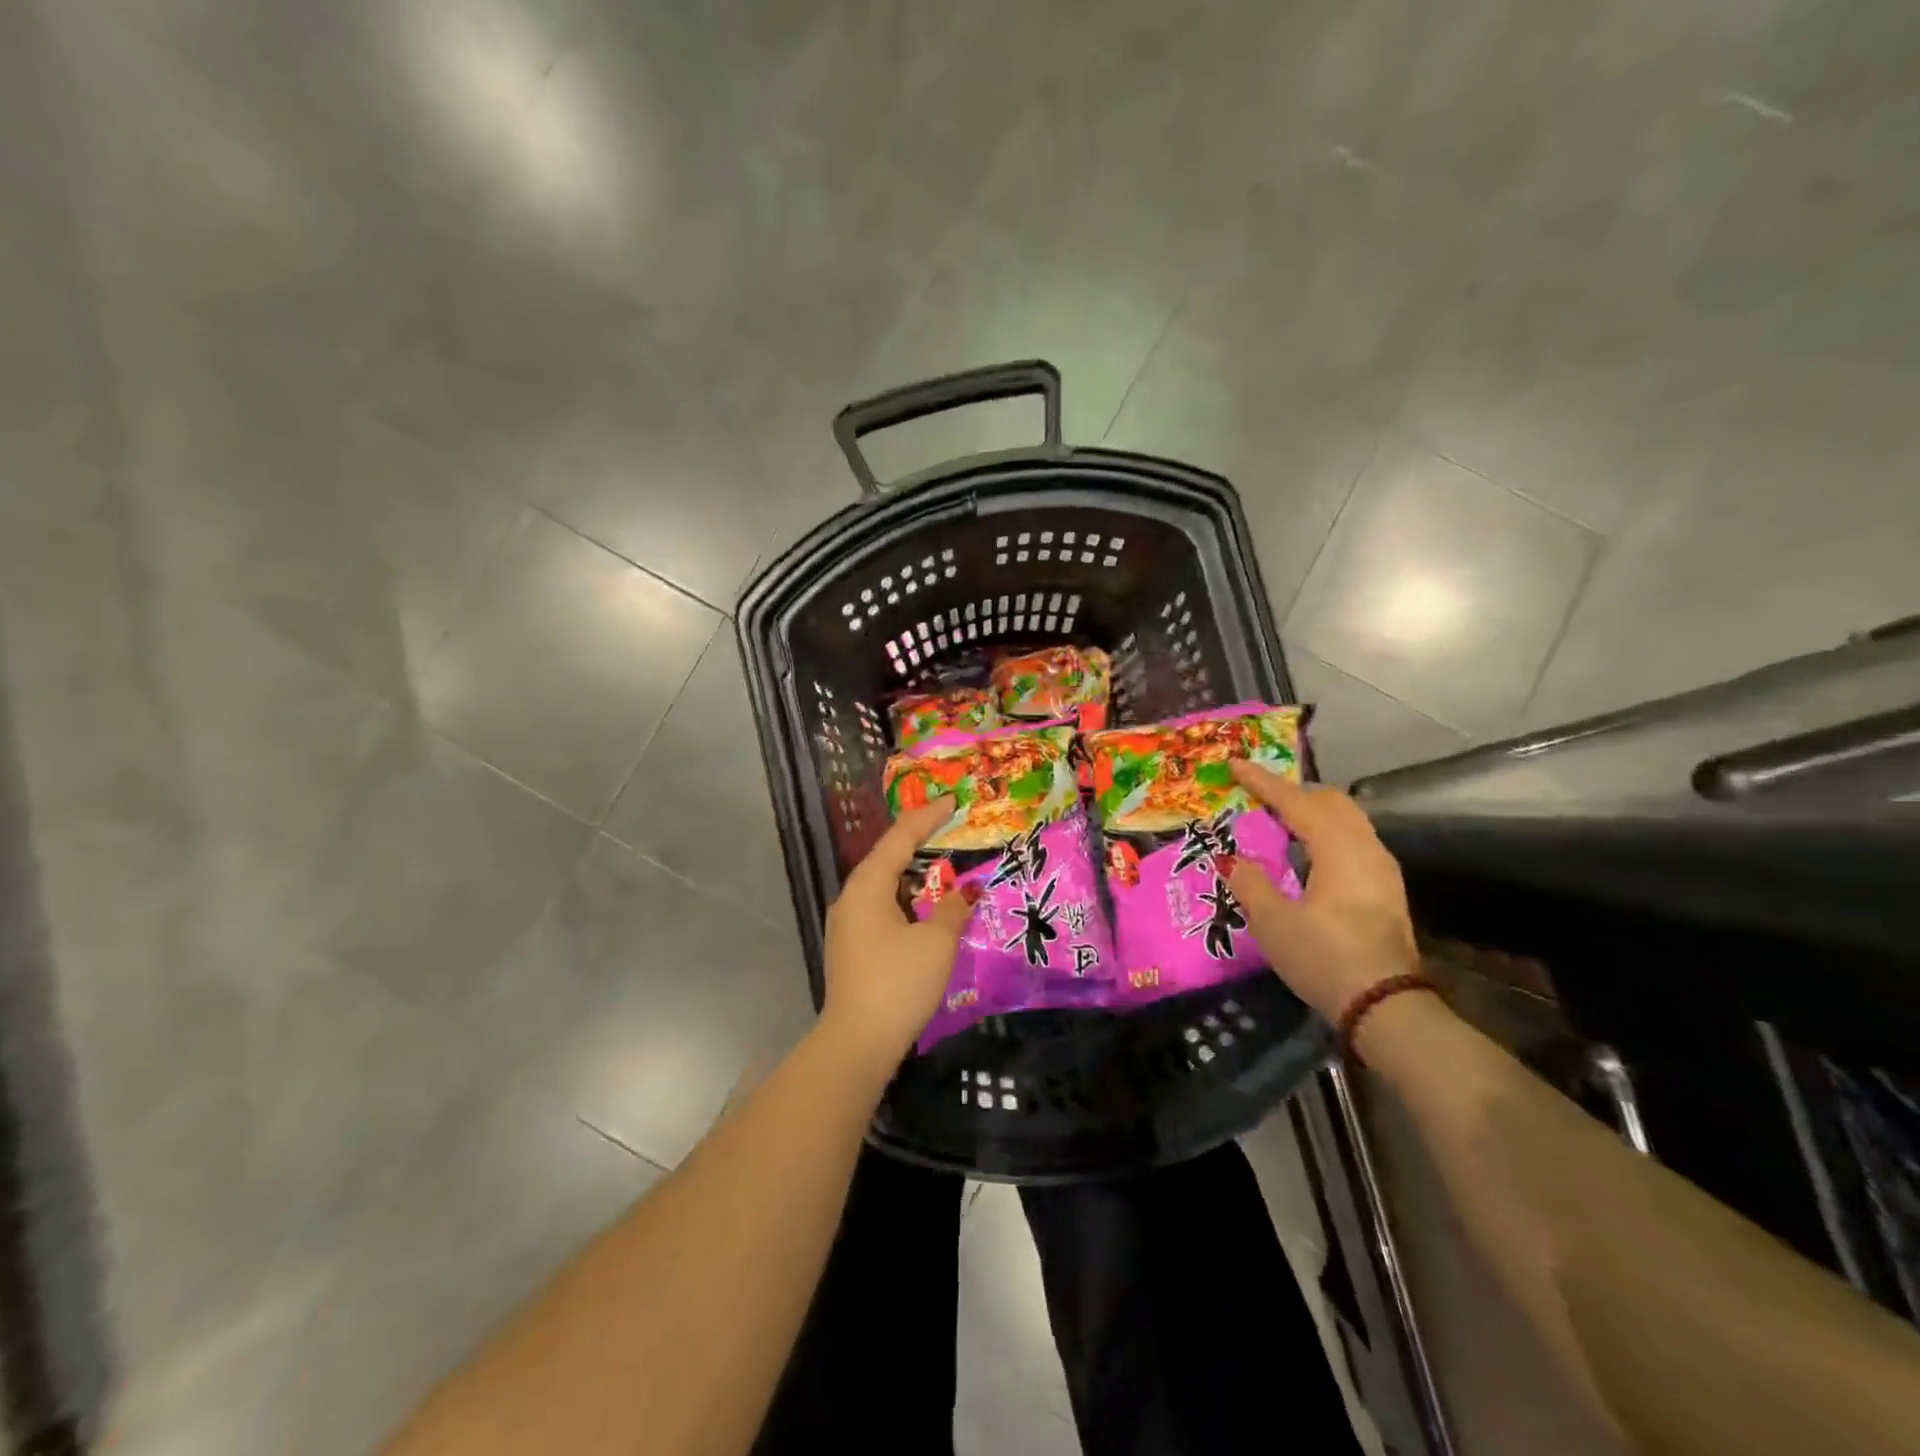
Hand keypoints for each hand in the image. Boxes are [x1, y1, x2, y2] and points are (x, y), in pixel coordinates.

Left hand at [820, 801, 972, 1069]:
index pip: (900, 837)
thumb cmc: (898, 983)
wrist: (857, 1043)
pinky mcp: (853, 946)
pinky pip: (883, 908)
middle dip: (922, 843)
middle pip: (889, 857)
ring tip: (948, 868)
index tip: (953, 801)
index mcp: (868, 885)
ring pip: (886, 885)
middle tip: (954, 830)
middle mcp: (852, 897)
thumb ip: (954, 909)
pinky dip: (908, 900)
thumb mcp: (936, 942)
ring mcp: (848, 923)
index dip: (928, 816)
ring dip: (916, 875)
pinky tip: (928, 909)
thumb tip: (968, 890)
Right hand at [1226, 761, 1418, 1022]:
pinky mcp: (1385, 891)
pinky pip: (1352, 841)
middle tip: (1258, 796)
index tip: (1234, 764)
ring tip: (1278, 821)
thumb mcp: (1273, 922)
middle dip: (1293, 792)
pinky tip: (1306, 854)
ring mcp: (1382, 870)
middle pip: (1330, 802)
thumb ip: (1250, 882)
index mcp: (1339, 849)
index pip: (1296, 802)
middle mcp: (1366, 849)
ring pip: (1346, 820)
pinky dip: (1325, 833)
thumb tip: (1234, 859)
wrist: (1386, 1008)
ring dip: (1311, 813)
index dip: (1263, 782)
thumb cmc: (1325, 958)